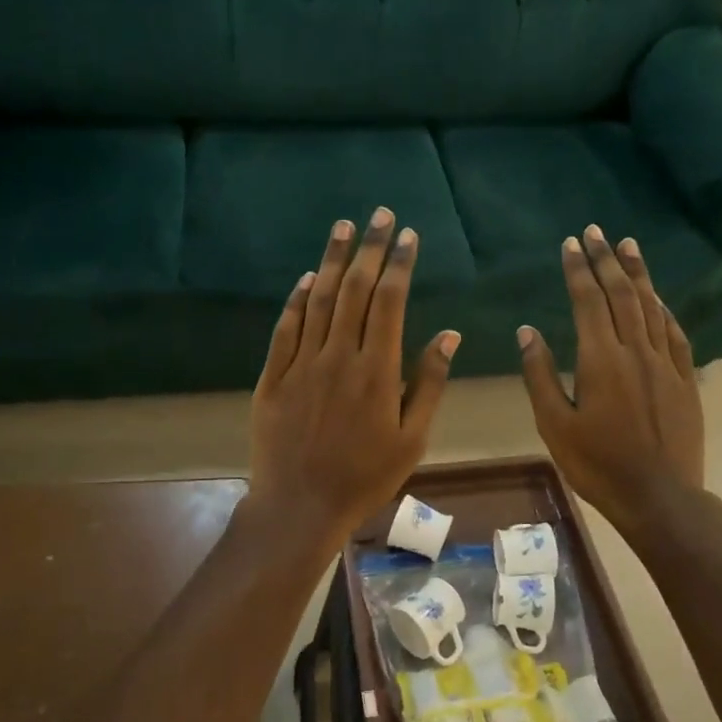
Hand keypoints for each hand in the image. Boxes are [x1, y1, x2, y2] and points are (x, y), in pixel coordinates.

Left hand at [248, 207, 459, 544]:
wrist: (299, 506)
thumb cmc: (365, 478)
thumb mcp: (412, 439)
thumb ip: (429, 383)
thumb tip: (448, 335)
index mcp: (377, 371)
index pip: (390, 302)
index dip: (399, 265)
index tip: (408, 236)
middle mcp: (338, 357)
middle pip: (354, 290)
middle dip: (369, 248)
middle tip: (379, 215)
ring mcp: (301, 364)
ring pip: (317, 300)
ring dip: (331, 261)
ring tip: (343, 228)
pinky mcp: (273, 377)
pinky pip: (285, 328)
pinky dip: (296, 300)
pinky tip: (305, 278)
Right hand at [518, 225, 705, 533]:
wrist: (659, 497)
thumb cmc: (598, 464)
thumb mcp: (554, 425)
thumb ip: (540, 375)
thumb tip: (528, 331)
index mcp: (600, 360)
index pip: (588, 301)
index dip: (579, 269)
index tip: (571, 243)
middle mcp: (635, 351)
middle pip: (621, 294)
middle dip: (607, 260)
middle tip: (597, 231)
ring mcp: (665, 363)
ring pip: (651, 306)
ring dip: (637, 274)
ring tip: (628, 245)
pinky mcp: (685, 379)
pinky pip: (674, 333)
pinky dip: (663, 309)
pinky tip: (657, 297)